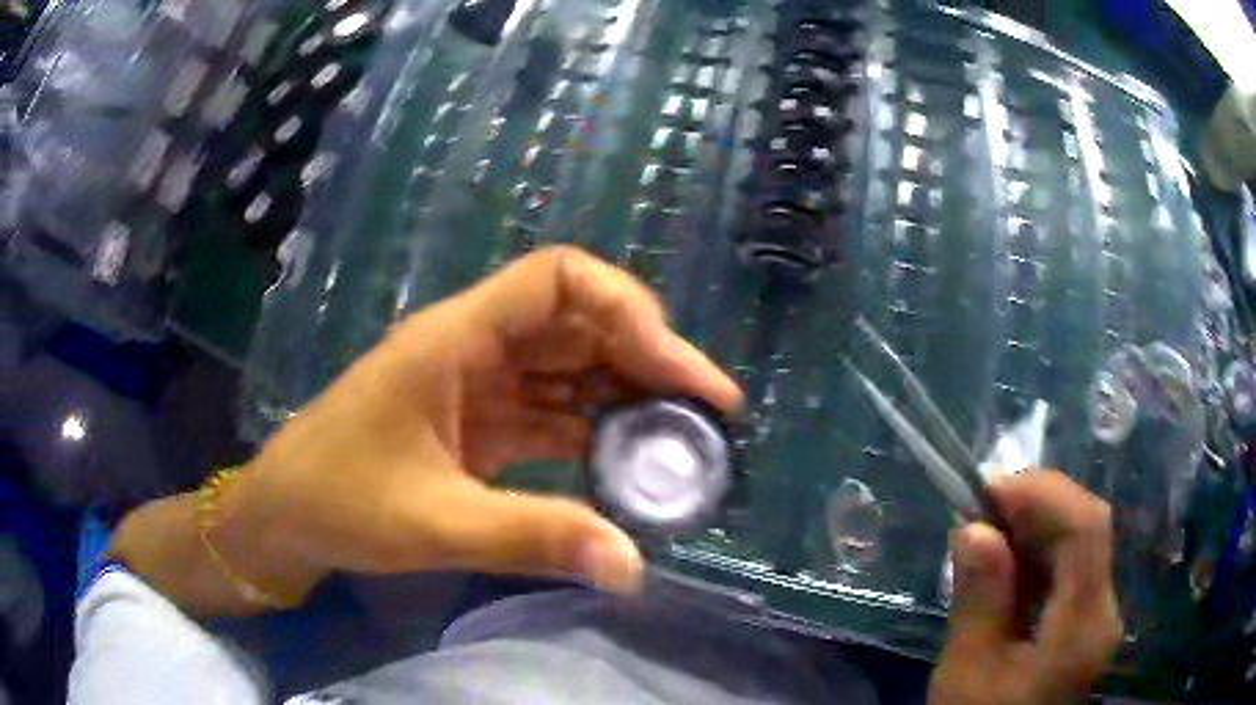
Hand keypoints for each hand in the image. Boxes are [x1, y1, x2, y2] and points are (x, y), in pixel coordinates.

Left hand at [214, 246, 741, 604]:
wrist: (287, 514)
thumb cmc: (339, 500)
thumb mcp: (434, 524)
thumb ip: (533, 538)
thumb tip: (633, 566)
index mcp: (456, 340)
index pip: (557, 279)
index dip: (625, 309)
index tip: (674, 371)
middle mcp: (475, 347)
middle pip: (579, 322)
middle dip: (648, 358)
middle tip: (708, 412)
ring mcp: (480, 384)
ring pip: (572, 366)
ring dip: (628, 395)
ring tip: (686, 438)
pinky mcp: (482, 421)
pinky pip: (554, 410)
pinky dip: (597, 429)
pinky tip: (631, 461)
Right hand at [929, 471, 1122, 704]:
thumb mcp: (966, 672)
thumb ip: (977, 601)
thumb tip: (973, 528)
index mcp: (1082, 629)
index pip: (1087, 531)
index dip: (1045, 494)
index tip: (990, 490)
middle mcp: (1104, 611)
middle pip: (1087, 530)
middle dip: (1036, 506)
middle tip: (982, 508)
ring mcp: (1100, 614)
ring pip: (1080, 543)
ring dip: (1035, 527)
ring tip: (988, 532)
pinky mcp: (1088, 619)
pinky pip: (1071, 567)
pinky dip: (1038, 553)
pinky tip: (1007, 563)